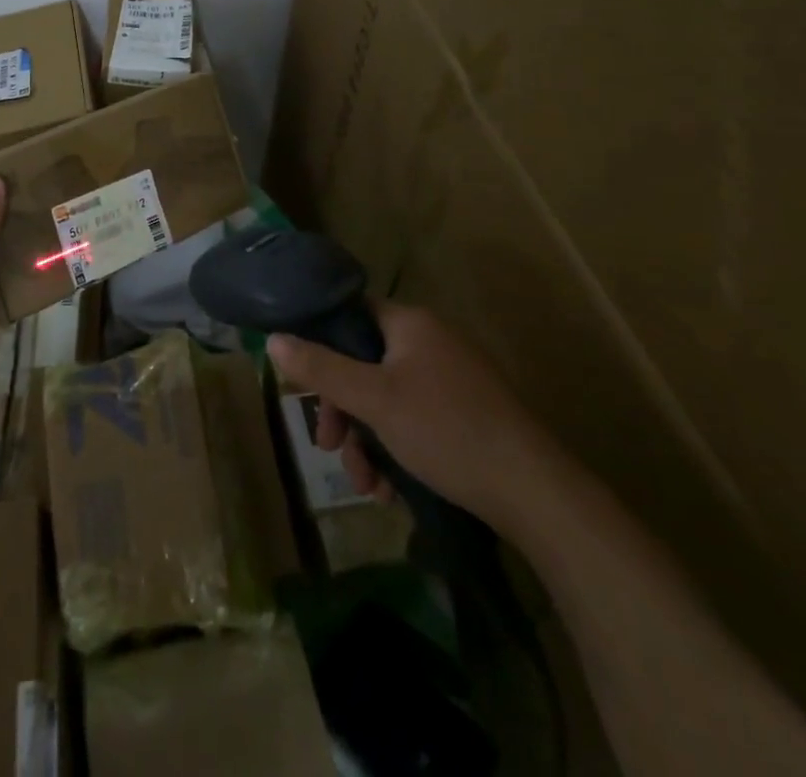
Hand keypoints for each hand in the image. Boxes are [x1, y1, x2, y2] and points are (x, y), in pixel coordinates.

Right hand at [267, 300, 549, 531]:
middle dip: (343, 411)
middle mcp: (431, 342)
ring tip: (367, 487)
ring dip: (367, 441)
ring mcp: (452, 379)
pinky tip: (393, 490)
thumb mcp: (372, 399)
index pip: (351, 314)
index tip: (303, 383)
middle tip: (329, 446)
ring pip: (387, 400)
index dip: (321, 343)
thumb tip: (272, 339)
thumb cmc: (445, 430)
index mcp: (411, 324)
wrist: (534, 492)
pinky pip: (415, 420)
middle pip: (364, 364)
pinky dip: (397, 450)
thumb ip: (320, 368)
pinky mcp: (467, 415)